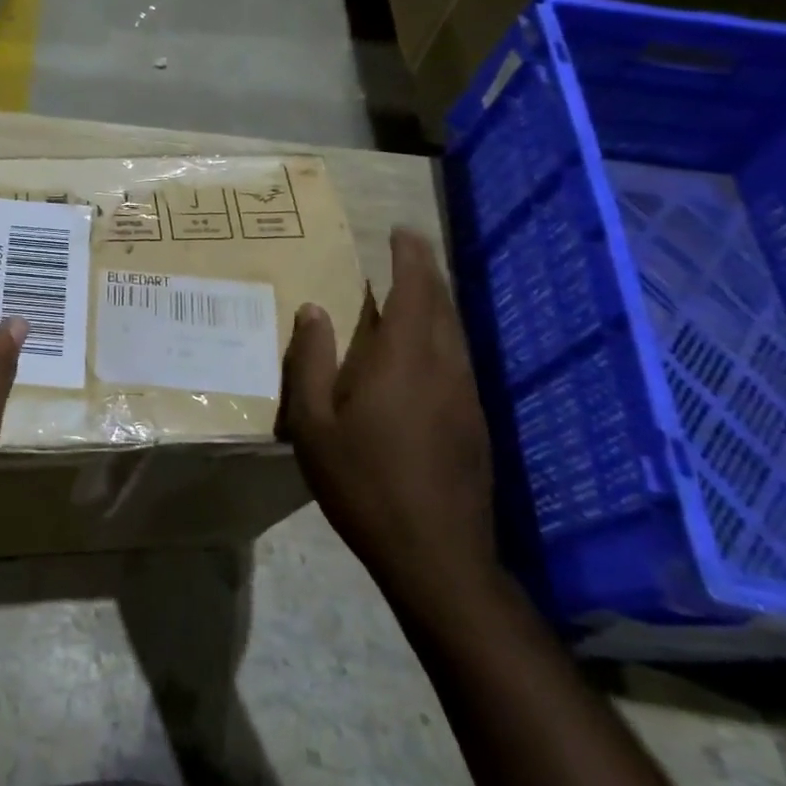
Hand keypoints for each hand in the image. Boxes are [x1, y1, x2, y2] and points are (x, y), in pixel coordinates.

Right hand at [280, 228, 496, 613]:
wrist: (437, 555)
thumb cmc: (363, 483)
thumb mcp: (312, 424)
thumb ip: (309, 361)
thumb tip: (312, 310)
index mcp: (403, 359)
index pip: (414, 289)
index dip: (410, 255)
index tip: (400, 230)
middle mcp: (444, 366)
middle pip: (441, 304)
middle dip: (426, 271)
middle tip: (406, 249)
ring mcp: (466, 396)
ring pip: (455, 332)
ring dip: (436, 303)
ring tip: (412, 291)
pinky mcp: (475, 422)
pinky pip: (459, 359)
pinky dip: (441, 336)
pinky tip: (422, 353)